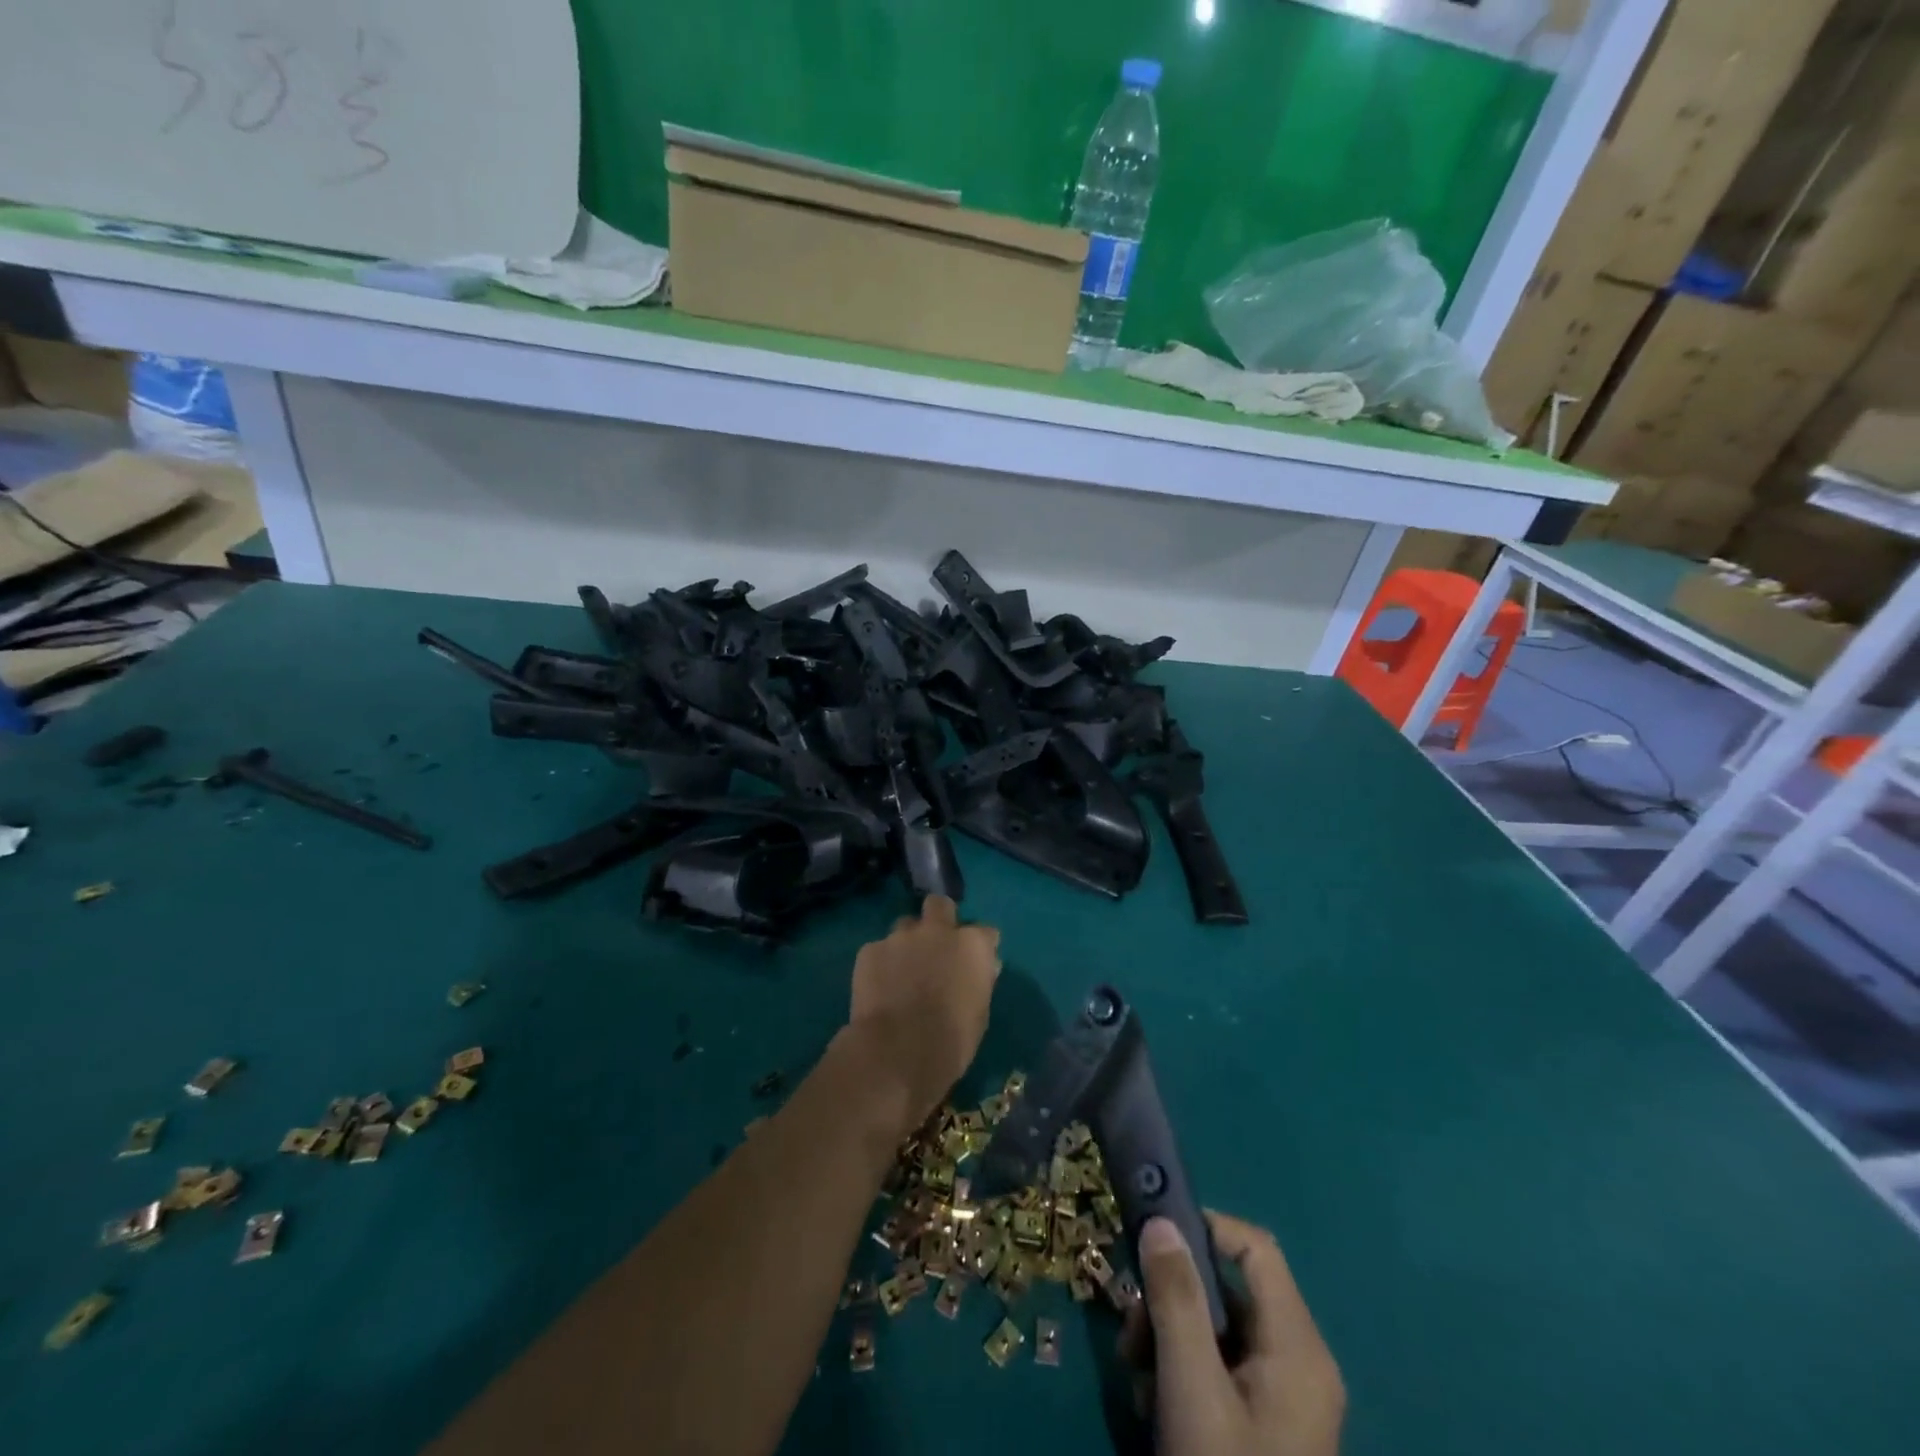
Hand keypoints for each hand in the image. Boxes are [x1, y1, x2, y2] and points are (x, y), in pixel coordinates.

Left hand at [847, 894, 1000, 1124]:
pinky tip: (879, 987)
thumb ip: (979, 981)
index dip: (980, 946)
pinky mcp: (870, 950)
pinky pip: (879, 949)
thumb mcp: (979, 1013)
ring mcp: (900, 936)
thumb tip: (982, 968)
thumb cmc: (951, 1041)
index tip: (975, 962)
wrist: (897, 1053)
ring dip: (908, 942)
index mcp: (972, 945)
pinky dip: (882, 963)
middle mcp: (937, 930)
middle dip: (939, 919)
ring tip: (902, 969)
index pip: (986, 932)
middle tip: (936, 946)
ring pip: (906, 925)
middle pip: (940, 906)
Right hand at [1123, 1211, 1343, 1455]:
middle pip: (1229, 1289)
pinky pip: (1221, 1367)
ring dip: (1168, 1335)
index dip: (1205, 1228)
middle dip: (1172, 1296)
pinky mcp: (1266, 1424)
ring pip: (1217, 1328)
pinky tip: (1154, 1403)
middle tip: (1130, 1326)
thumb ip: (1175, 1299)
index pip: (1255, 1247)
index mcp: (1297, 1345)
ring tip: (1135, 1371)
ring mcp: (1284, 1396)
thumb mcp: (1191, 1387)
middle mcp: (1298, 1360)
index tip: (1153, 1240)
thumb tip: (1160, 1220)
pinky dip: (1183, 1369)